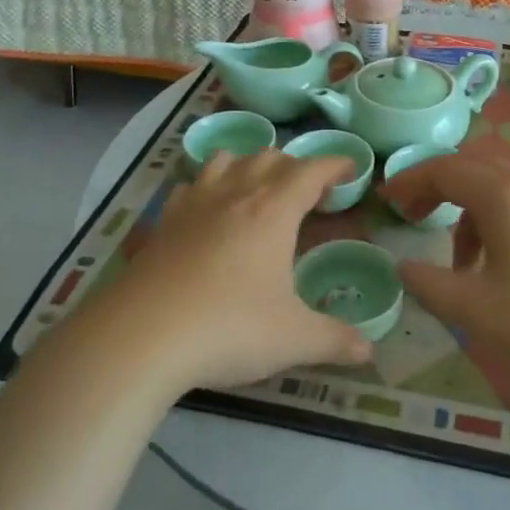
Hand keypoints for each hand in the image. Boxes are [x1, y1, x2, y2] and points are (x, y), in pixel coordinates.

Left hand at [94, 149, 373, 392]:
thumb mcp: (292, 339)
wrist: (140, 336)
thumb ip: (334, 340)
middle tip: (309, 191)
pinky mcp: (163, 222)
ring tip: (259, 187)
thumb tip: (368, 351)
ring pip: (226, 160)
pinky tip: (207, 208)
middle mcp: (235, 195)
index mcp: (273, 211)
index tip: (350, 168)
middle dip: (295, 166)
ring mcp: (194, 205)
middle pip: (269, 158)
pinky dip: (208, 185)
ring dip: (249, 164)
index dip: (334, 164)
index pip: (311, 171)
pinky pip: (191, 185)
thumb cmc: (228, 329)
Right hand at [383, 157, 509, 379]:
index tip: (386, 201)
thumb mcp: (478, 310)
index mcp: (500, 193)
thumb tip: (402, 267)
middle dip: (435, 187)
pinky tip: (501, 266)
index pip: (442, 169)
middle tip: (413, 215)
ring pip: (497, 186)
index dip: (409, 181)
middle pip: (469, 167)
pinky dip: (495, 220)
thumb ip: (431, 286)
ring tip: (459, 262)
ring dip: (467, 210)